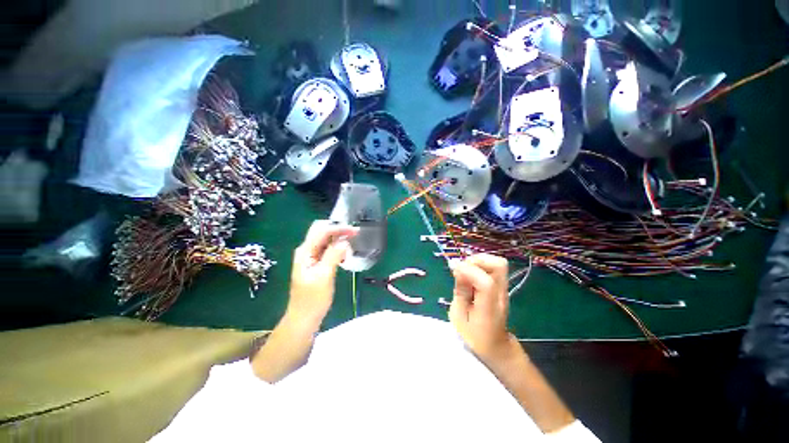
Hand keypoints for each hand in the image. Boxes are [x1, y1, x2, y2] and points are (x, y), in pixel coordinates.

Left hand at [286, 220, 358, 328]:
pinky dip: (337, 247)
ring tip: (353, 241)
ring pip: (325, 239)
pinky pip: (327, 249)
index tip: (355, 231)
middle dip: (338, 229)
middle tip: (355, 233)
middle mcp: (306, 250)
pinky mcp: (316, 263)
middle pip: (322, 231)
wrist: (304, 318)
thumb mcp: (324, 276)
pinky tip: (345, 252)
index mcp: (305, 252)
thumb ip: (333, 256)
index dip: (339, 228)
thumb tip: (345, 241)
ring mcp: (311, 257)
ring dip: (339, 238)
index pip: (322, 231)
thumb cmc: (313, 300)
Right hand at [448, 254, 515, 365]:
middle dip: (476, 261)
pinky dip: (481, 264)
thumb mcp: (459, 316)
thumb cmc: (473, 335)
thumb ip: (460, 291)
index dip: (469, 271)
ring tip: (466, 271)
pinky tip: (471, 274)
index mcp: (489, 309)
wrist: (495, 346)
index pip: (486, 283)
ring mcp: (504, 289)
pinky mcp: (502, 285)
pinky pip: (494, 267)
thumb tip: (458, 268)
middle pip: (498, 265)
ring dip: (479, 261)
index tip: (454, 269)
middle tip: (462, 269)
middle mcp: (500, 295)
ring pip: (498, 263)